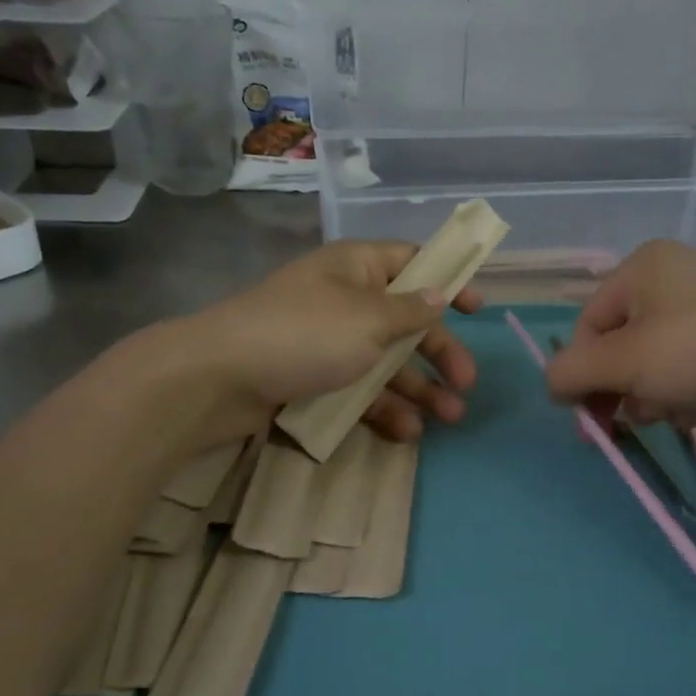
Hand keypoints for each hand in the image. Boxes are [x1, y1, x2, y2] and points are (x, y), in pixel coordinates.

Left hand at [178, 241, 483, 441]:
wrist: (217, 379)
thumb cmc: (303, 334)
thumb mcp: (368, 319)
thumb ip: (409, 311)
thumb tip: (438, 295)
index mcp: (357, 268)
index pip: (412, 262)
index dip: (446, 281)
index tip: (478, 309)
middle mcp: (345, 300)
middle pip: (405, 321)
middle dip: (439, 352)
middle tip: (466, 384)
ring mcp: (327, 342)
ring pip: (385, 362)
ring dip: (419, 388)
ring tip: (450, 418)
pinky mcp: (312, 379)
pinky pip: (358, 390)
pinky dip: (383, 408)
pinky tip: (407, 432)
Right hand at [544, 240, 695, 428]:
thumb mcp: (622, 361)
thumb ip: (571, 371)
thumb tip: (552, 384)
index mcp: (641, 266)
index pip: (587, 324)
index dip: (580, 371)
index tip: (585, 416)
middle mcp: (672, 278)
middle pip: (620, 344)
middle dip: (616, 388)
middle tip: (617, 427)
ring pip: (653, 361)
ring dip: (649, 396)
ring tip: (667, 414)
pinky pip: (687, 369)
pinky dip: (683, 394)